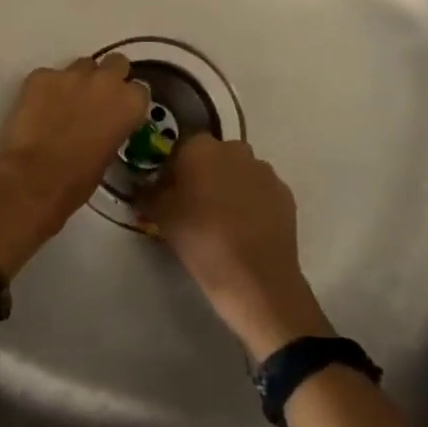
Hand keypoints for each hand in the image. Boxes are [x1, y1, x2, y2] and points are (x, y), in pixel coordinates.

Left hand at [0, 55, 148, 276]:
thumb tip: (103, 124)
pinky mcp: (41, 75)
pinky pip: (48, 76)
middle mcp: (105, 80)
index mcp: (129, 103)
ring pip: (81, 65)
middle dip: (108, 76)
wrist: (35, 178)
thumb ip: (112, 128)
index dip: (127, 99)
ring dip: (77, 80)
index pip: (139, 89)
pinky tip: (37, 108)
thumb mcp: (109, 154)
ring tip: (62, 104)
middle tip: (95, 98)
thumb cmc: (78, 180)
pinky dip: (45, 88)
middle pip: (115, 62)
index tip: (119, 110)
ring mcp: (71, 74)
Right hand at [140, 134, 332, 359]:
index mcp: (200, 148)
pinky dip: (252, 202)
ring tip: (223, 220)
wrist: (255, 279)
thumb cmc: (201, 240)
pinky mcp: (285, 193)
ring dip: (230, 187)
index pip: (181, 147)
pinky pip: (260, 190)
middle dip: (204, 174)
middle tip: (194, 205)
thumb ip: (148, 193)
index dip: (174, 167)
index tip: (169, 190)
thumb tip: (143, 185)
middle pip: (212, 156)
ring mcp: (264, 170)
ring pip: (239, 172)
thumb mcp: (160, 217)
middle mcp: (234, 149)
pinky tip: (246, 229)